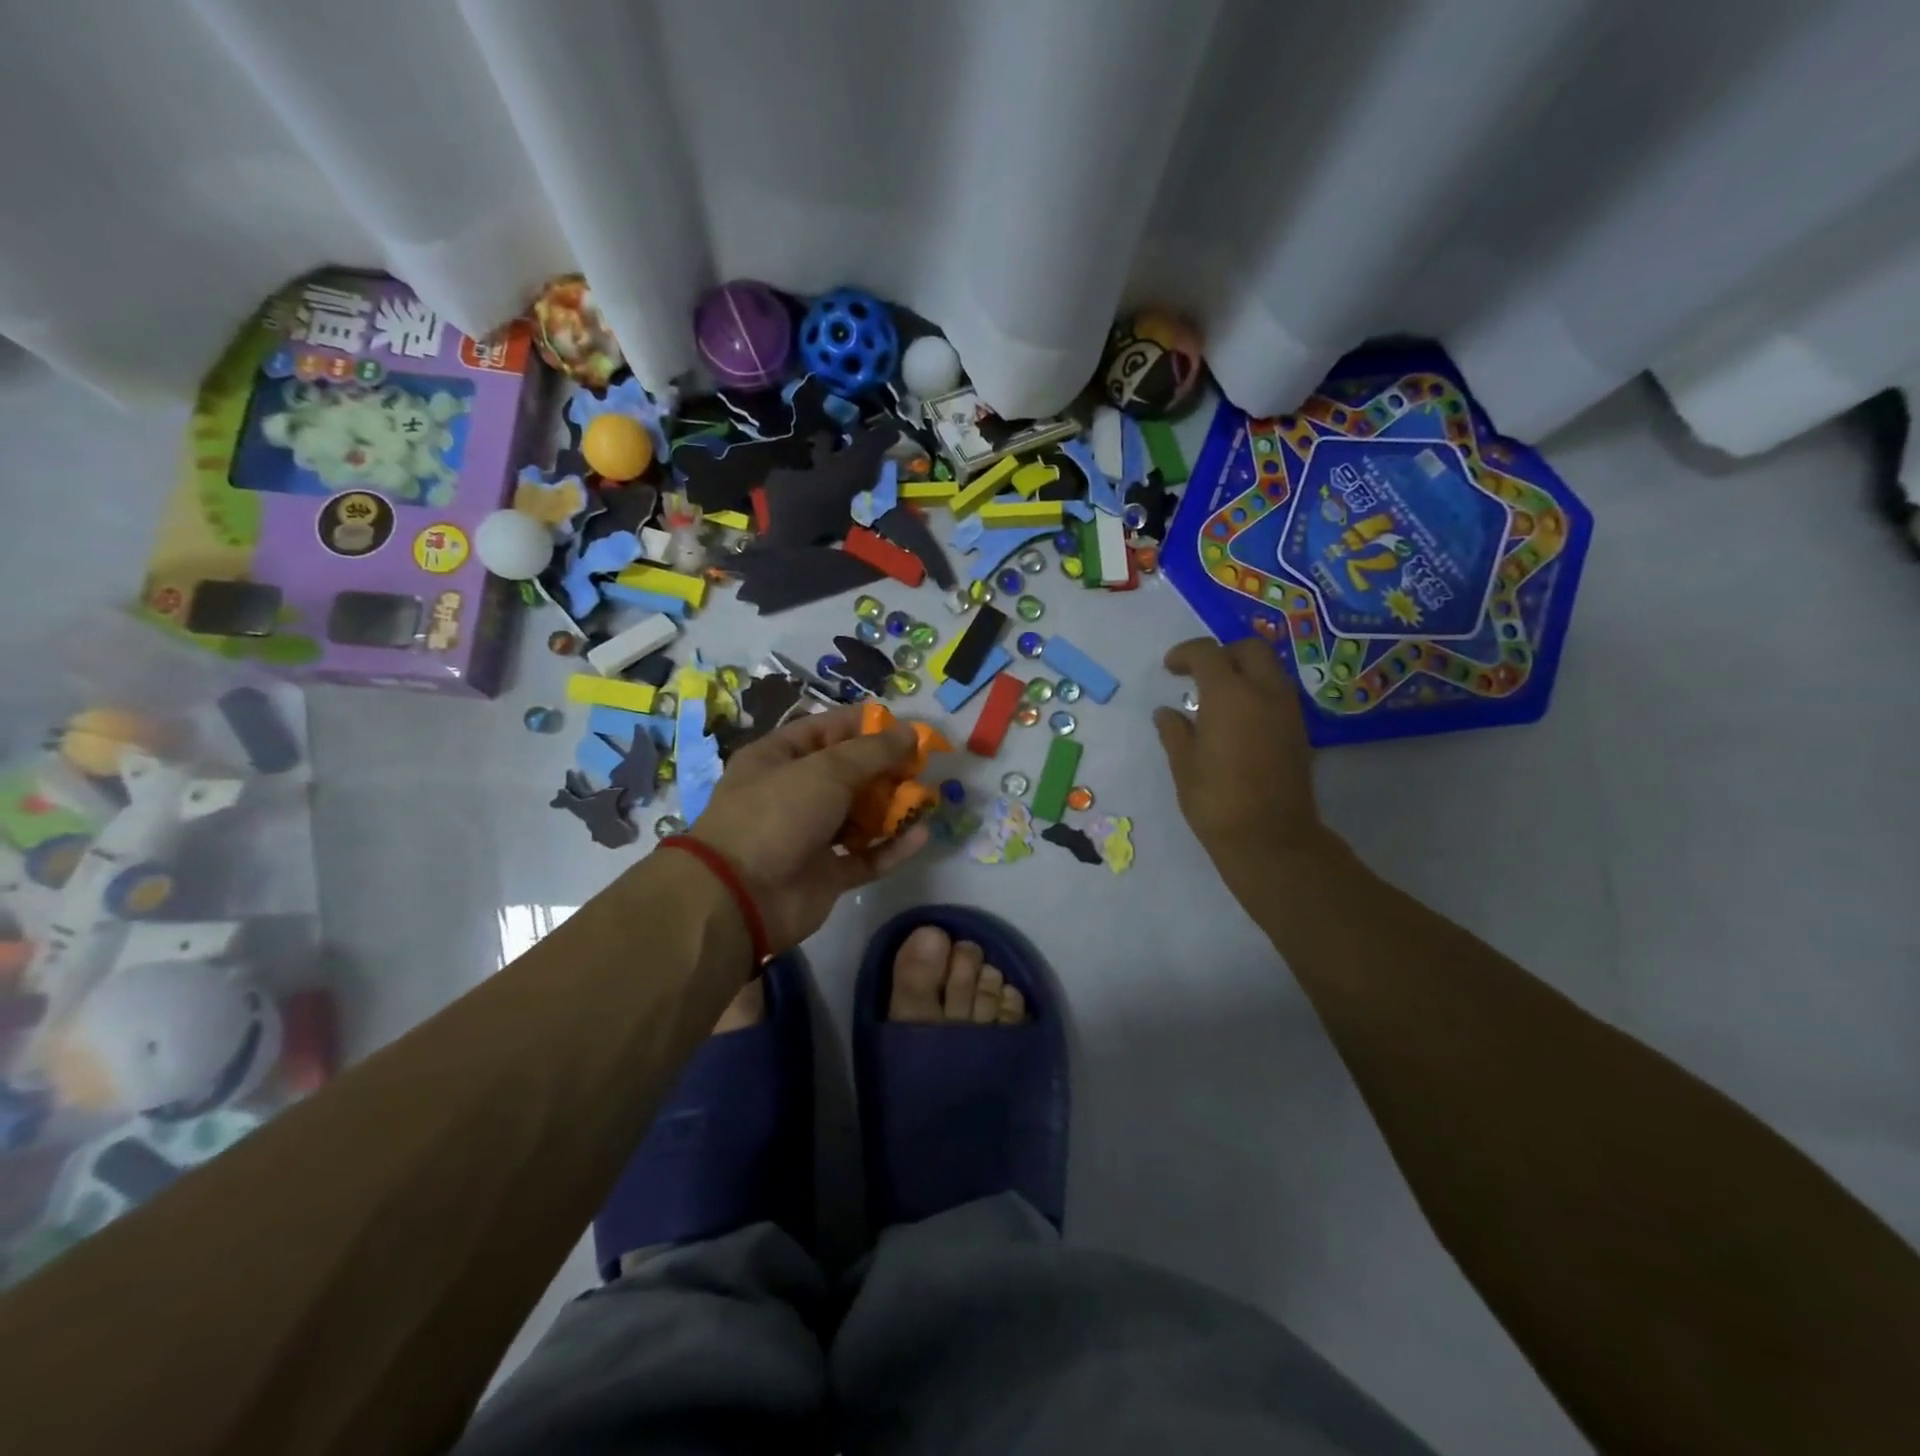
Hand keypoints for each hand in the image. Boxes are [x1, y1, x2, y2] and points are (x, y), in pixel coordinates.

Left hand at [692, 705, 930, 951]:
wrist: (740, 896)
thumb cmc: (778, 813)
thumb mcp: (826, 770)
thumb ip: (873, 751)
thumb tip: (911, 732)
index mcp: (779, 758)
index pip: (827, 729)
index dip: (866, 725)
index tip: (907, 727)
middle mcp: (793, 793)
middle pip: (848, 773)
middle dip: (886, 768)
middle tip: (923, 766)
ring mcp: (809, 836)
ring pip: (860, 815)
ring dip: (893, 807)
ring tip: (928, 799)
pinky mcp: (826, 874)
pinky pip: (865, 856)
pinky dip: (891, 847)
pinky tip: (921, 835)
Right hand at [1153, 637, 1327, 885]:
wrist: (1271, 838)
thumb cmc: (1217, 801)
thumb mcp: (1184, 765)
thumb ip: (1174, 731)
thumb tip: (1166, 713)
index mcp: (1229, 695)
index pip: (1207, 653)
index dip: (1185, 654)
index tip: (1170, 669)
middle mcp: (1264, 692)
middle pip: (1249, 648)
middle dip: (1222, 653)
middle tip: (1199, 675)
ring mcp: (1288, 710)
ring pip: (1269, 668)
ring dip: (1244, 671)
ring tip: (1219, 697)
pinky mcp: (1299, 730)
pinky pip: (1278, 693)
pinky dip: (1258, 692)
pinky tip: (1238, 719)